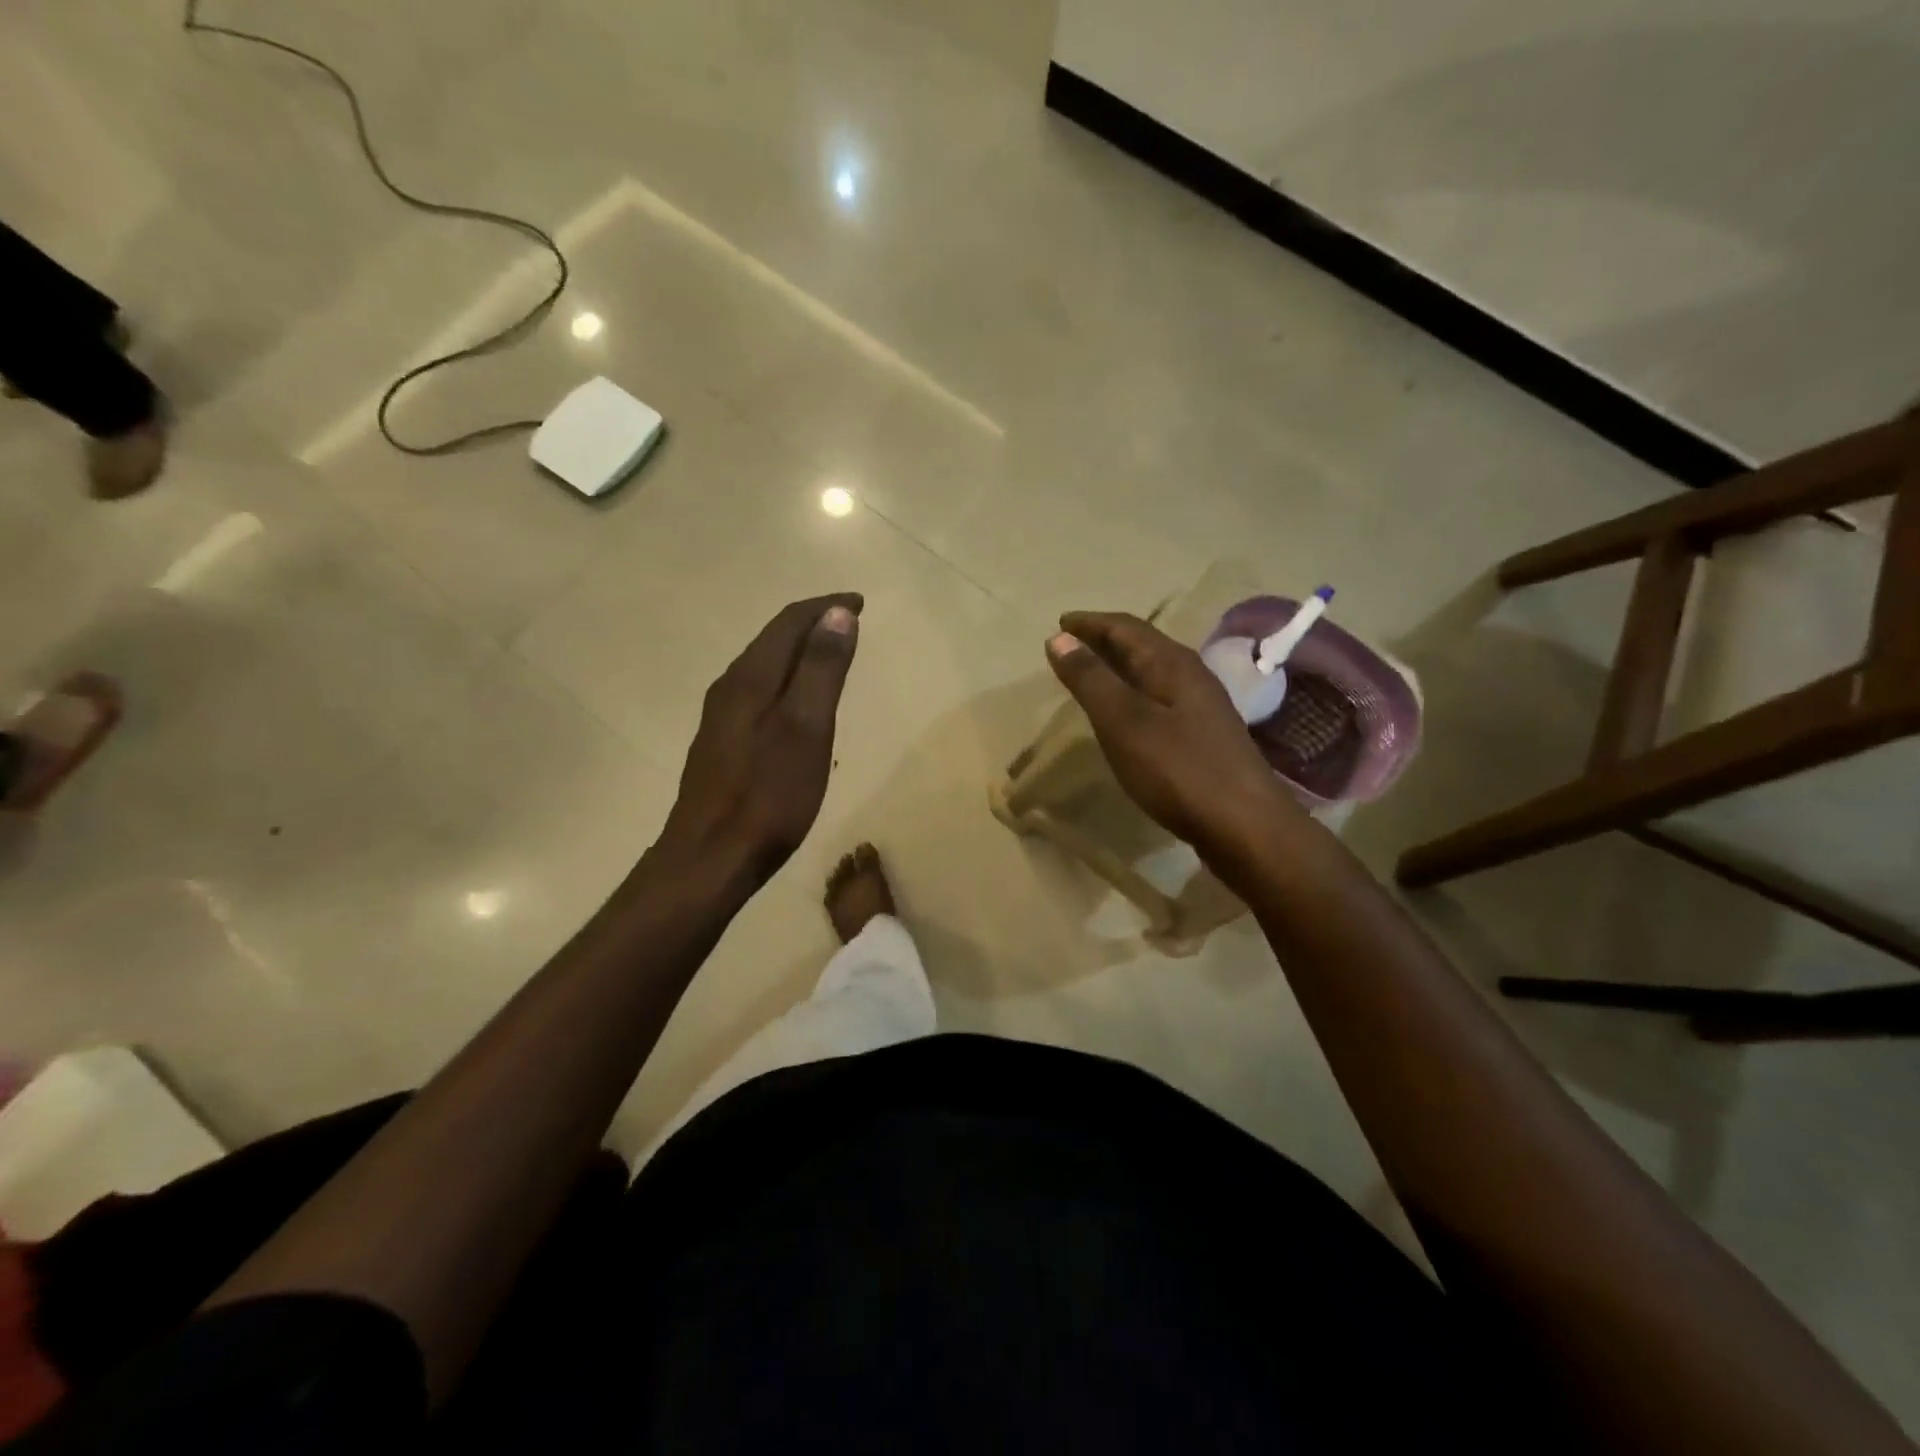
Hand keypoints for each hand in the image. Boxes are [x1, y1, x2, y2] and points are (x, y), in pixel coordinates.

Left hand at [657, 593, 862, 886]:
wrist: (709, 857)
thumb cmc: (768, 796)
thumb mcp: (807, 729)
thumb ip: (822, 669)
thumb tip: (838, 614)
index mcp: (750, 678)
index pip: (789, 622)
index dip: (825, 606)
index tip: (860, 602)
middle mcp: (730, 687)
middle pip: (773, 640)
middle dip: (813, 624)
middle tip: (850, 622)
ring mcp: (721, 717)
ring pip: (765, 667)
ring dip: (799, 652)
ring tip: (831, 655)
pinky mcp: (722, 744)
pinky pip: (759, 692)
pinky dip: (787, 681)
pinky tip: (798, 703)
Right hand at [1045, 611, 1292, 855]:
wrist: (1245, 825)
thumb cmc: (1178, 769)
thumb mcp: (1124, 721)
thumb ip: (1091, 679)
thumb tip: (1060, 638)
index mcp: (1172, 664)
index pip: (1126, 627)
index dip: (1091, 622)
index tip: (1060, 622)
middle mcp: (1191, 676)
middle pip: (1142, 645)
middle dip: (1105, 640)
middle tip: (1071, 644)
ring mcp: (1201, 708)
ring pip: (1152, 673)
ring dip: (1120, 667)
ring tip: (1091, 675)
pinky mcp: (1203, 737)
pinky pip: (1159, 699)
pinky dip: (1133, 695)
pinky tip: (1126, 716)